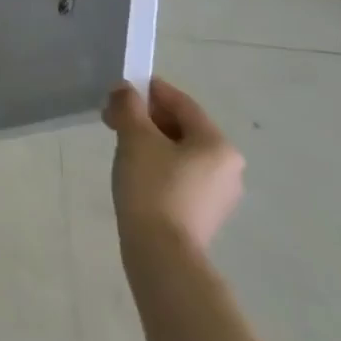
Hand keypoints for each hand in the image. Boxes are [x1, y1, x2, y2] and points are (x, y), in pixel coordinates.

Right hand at [104, 76, 244, 253]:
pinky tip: (135, 170)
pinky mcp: (205, 212)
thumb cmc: (152, 186)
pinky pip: (181, 174)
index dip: (150, 90)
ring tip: (120, 143)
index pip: (182, 103)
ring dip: (150, 140)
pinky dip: (158, 163)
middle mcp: (228, 166)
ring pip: (180, 152)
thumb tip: (125, 90)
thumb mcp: (135, 137)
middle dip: (146, 117)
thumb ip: (129, 106)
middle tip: (112, 117)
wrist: (162, 251)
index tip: (120, 88)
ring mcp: (219, 193)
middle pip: (183, 127)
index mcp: (217, 144)